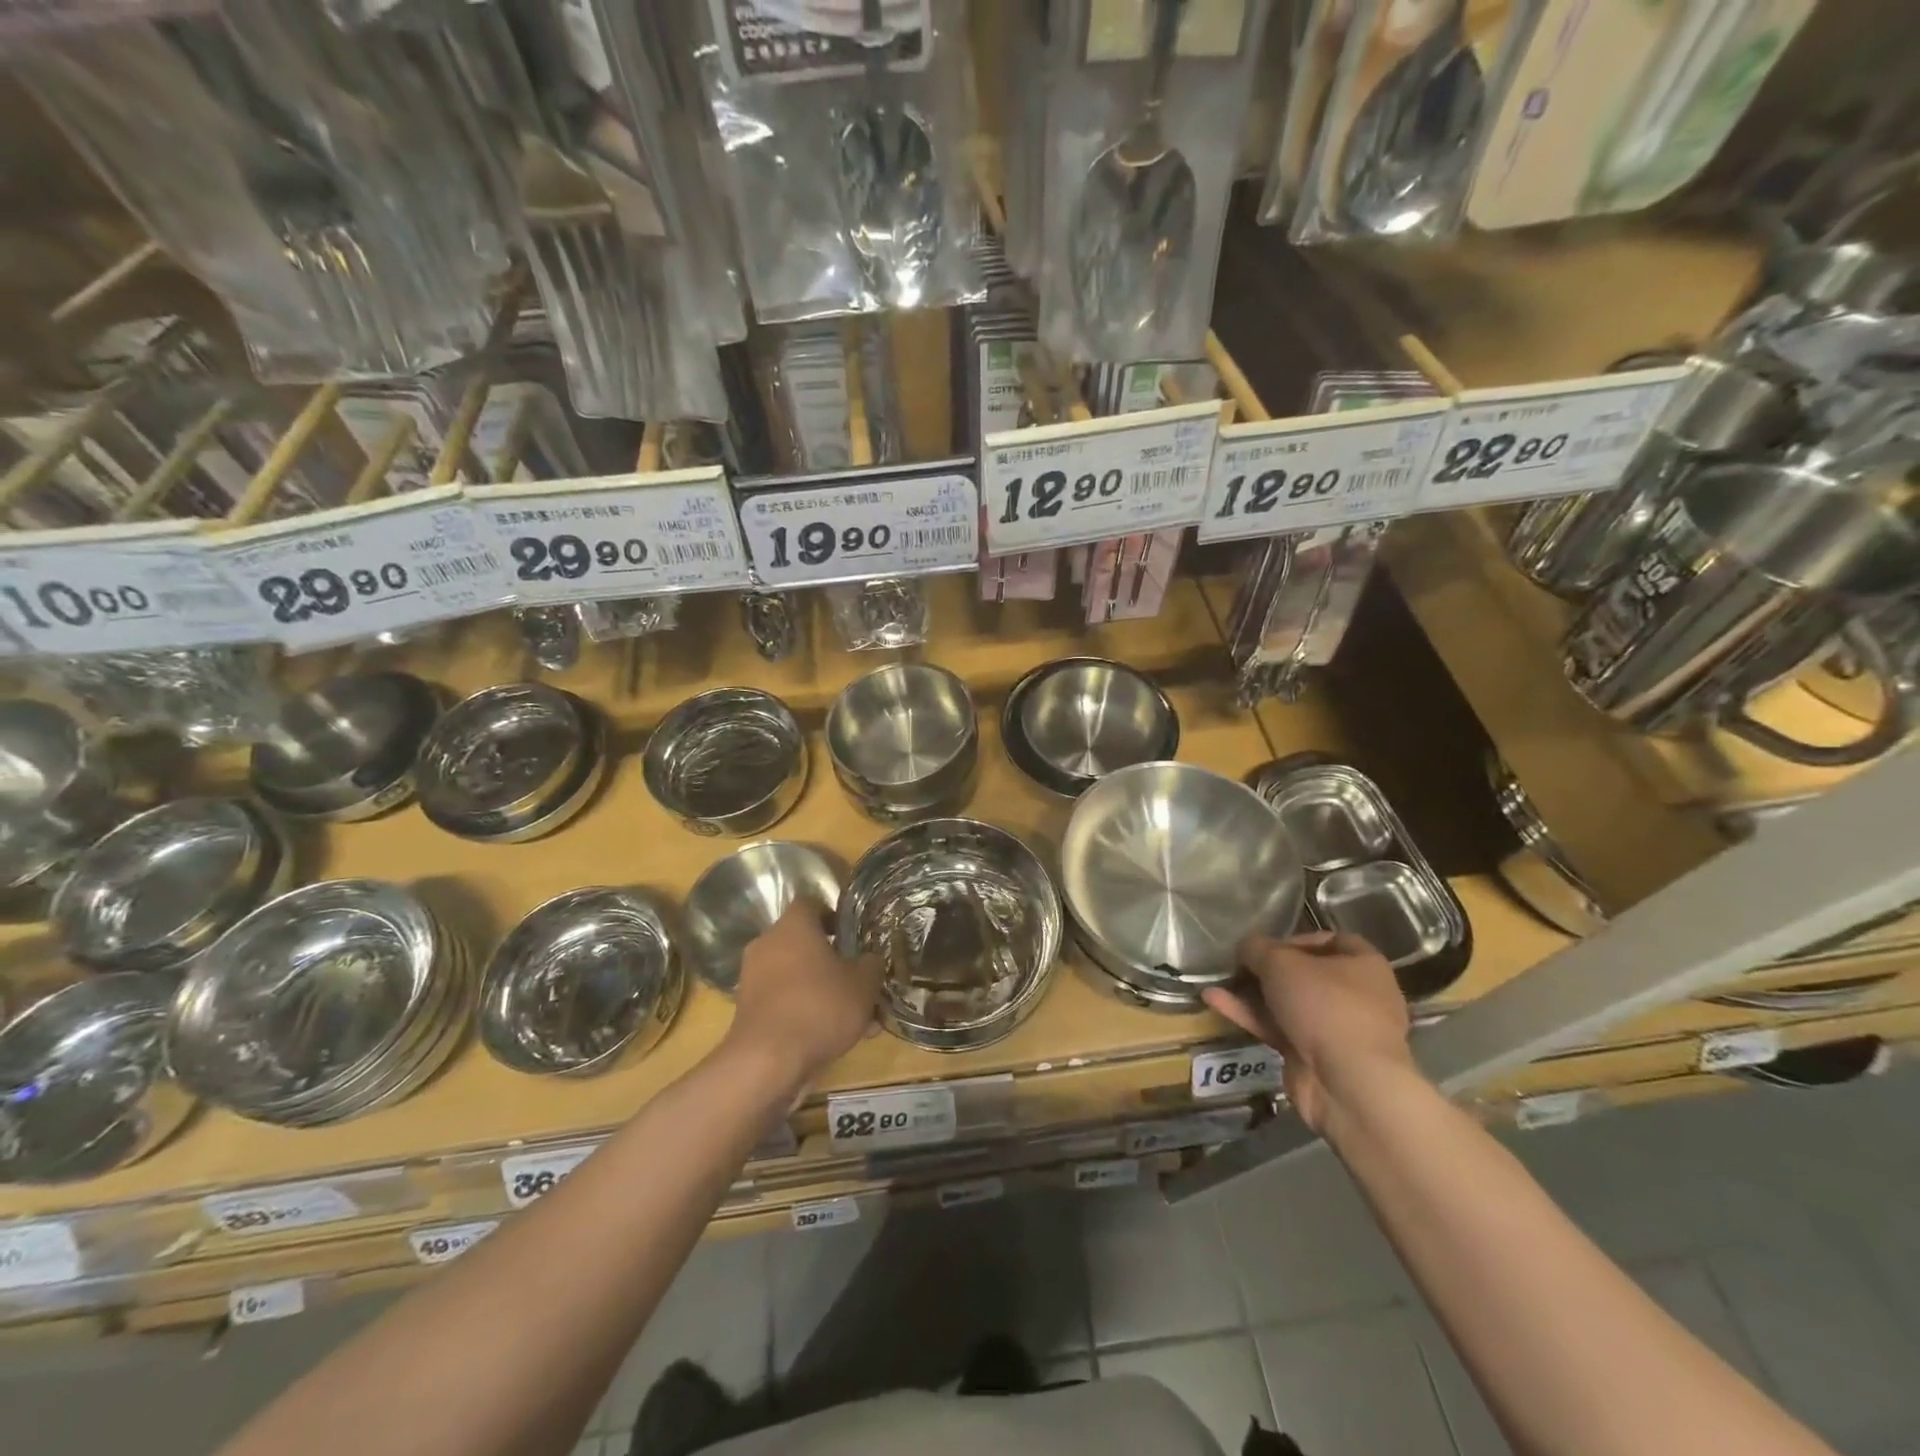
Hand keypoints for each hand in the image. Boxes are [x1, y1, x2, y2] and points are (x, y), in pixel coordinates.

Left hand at [727, 903, 881, 1092]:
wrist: (767, 1061)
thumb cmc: (819, 1007)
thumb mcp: (864, 984)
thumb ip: (871, 965)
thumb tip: (870, 960)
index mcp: (793, 926)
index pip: (811, 904)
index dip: (834, 916)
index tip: (852, 935)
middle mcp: (768, 944)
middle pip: (805, 943)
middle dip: (833, 961)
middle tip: (859, 981)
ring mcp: (753, 978)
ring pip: (797, 976)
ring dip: (823, 991)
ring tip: (857, 1020)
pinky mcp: (748, 1010)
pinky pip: (785, 1002)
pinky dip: (806, 1013)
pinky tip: (834, 1038)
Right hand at [1202, 931, 1414, 1130]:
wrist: (1348, 1083)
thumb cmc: (1324, 1005)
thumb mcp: (1280, 963)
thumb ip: (1256, 948)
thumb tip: (1245, 948)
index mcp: (1364, 966)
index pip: (1330, 941)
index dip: (1295, 939)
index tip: (1265, 945)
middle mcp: (1356, 996)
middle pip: (1305, 974)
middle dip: (1267, 969)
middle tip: (1238, 965)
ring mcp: (1336, 1029)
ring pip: (1288, 1003)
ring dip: (1251, 993)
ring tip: (1216, 982)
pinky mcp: (1315, 1056)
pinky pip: (1279, 1028)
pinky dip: (1250, 1015)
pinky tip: (1214, 1001)